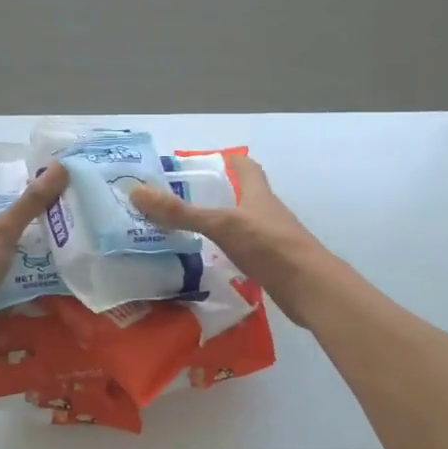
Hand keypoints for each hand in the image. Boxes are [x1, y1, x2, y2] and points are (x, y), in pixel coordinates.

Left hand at [0, 164, 65, 352]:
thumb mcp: (4, 228)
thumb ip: (32, 202)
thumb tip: (61, 165)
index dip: (21, 212)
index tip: (50, 216)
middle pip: (4, 238)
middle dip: (28, 244)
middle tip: (60, 245)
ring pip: (5, 266)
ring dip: (27, 270)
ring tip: (59, 271)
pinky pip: (4, 291)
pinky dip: (20, 294)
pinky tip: (43, 297)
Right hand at [129, 157, 333, 324]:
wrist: (310, 288)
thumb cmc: (268, 246)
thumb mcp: (221, 225)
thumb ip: (181, 212)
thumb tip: (137, 192)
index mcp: (258, 193)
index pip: (245, 166)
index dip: (225, 159)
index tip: (198, 164)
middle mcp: (266, 212)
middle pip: (242, 195)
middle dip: (215, 194)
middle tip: (180, 199)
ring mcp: (271, 239)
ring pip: (242, 224)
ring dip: (219, 224)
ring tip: (186, 229)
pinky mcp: (271, 264)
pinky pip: (244, 251)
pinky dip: (226, 251)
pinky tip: (208, 261)